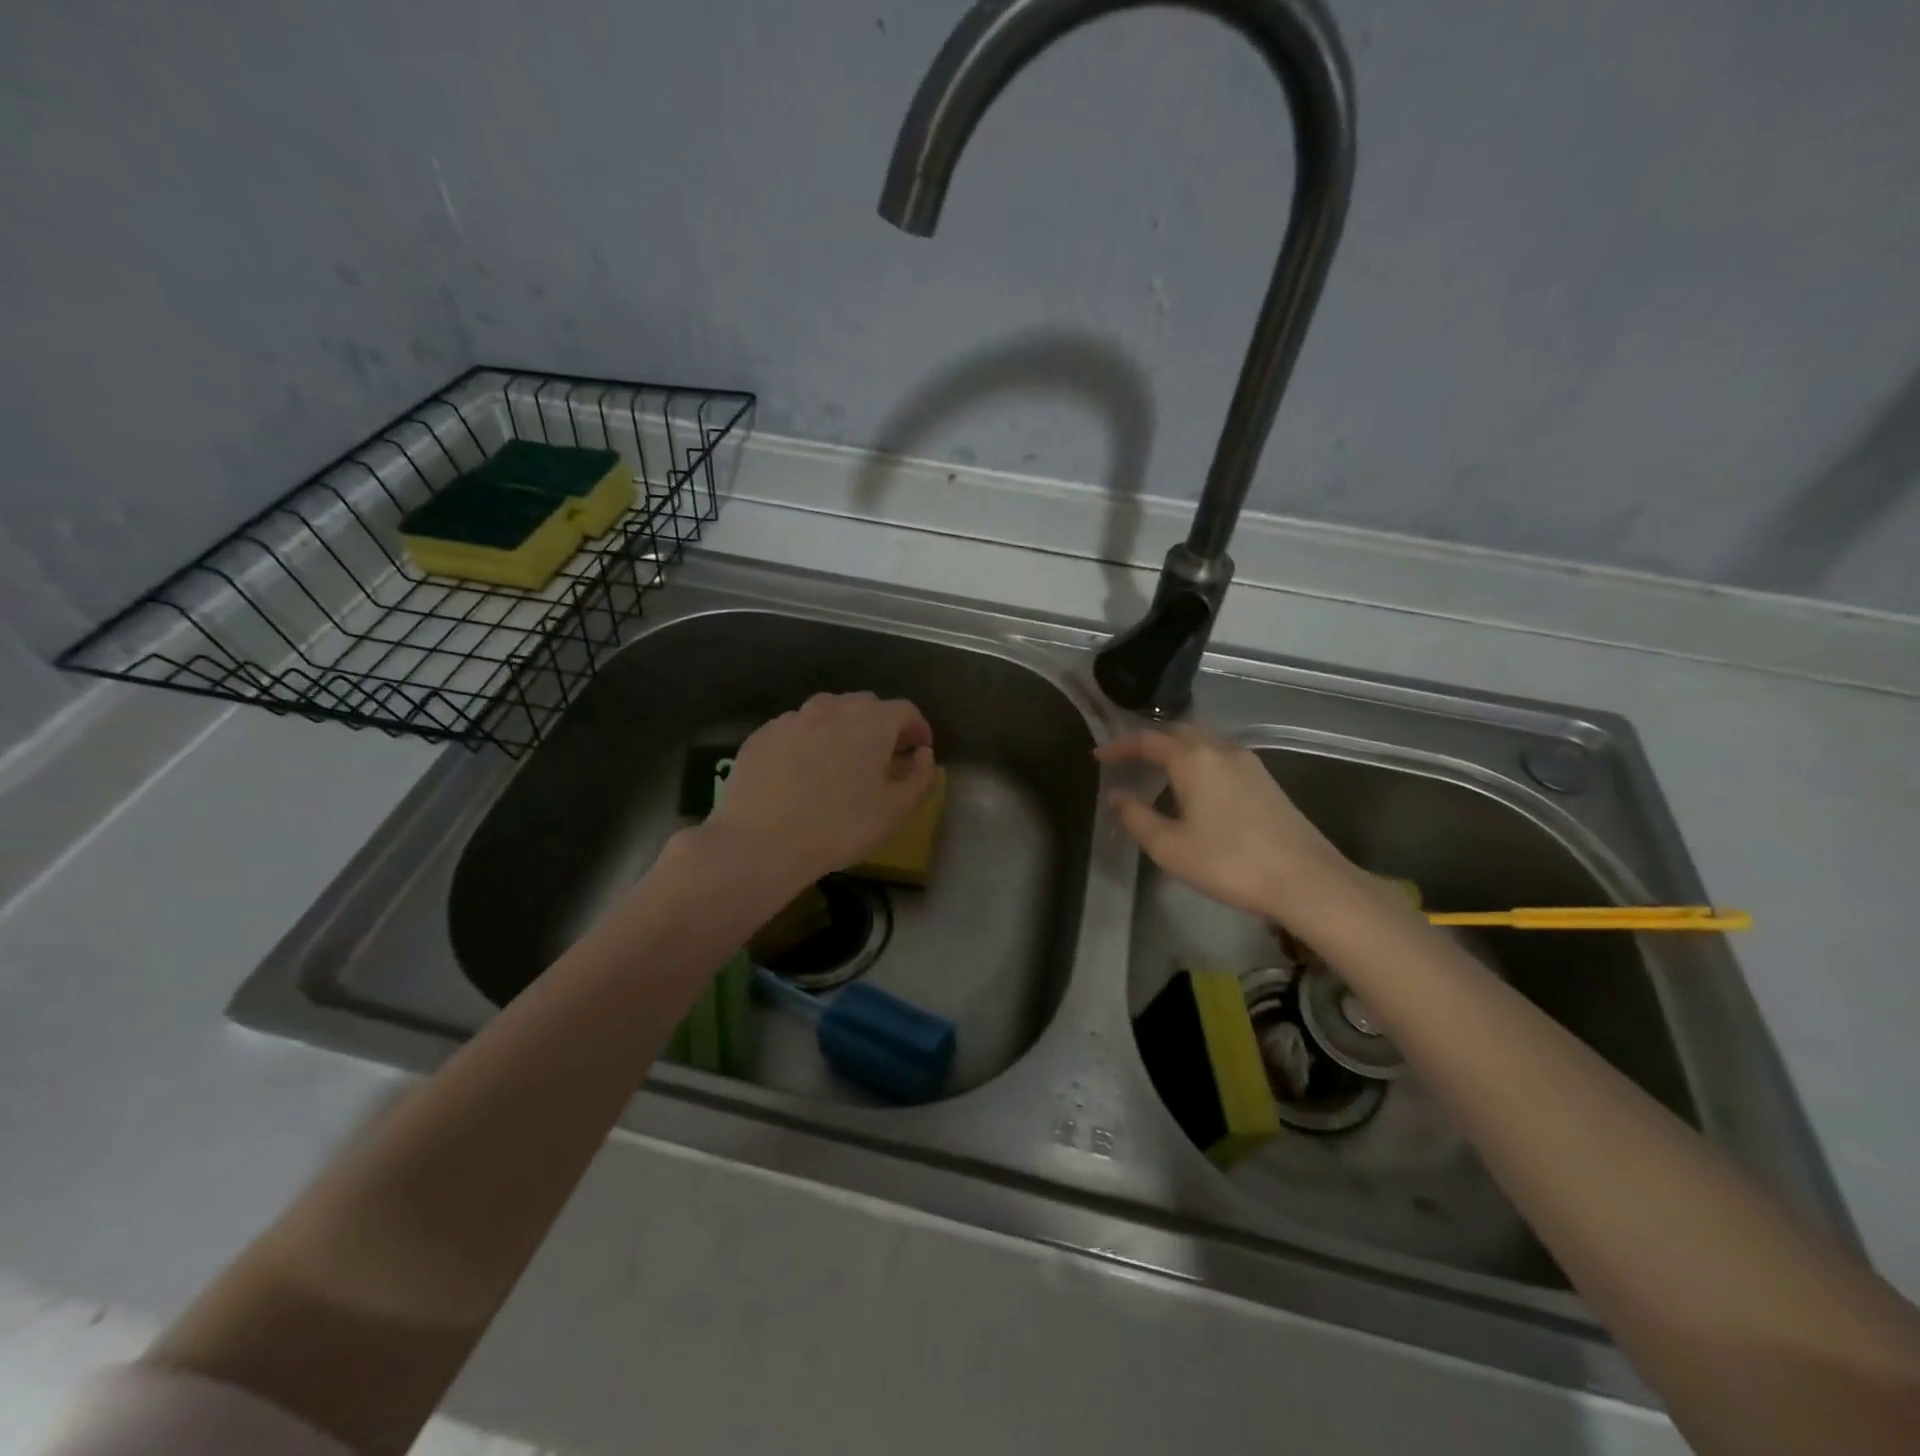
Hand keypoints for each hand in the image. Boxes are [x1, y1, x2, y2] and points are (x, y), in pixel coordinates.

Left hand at [704, 692, 936, 888]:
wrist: (761, 842)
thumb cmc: (840, 827)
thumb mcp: (896, 811)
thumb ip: (919, 777)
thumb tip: (923, 754)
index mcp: (872, 722)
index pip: (905, 710)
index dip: (917, 728)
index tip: (918, 751)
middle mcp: (833, 708)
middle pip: (865, 705)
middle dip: (880, 725)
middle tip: (882, 758)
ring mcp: (793, 718)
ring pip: (827, 713)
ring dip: (841, 730)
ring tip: (839, 763)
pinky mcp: (762, 735)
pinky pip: (795, 729)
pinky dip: (807, 742)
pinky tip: (801, 773)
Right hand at [1096, 724, 1354, 920]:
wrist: (1306, 880)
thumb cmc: (1229, 863)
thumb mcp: (1170, 847)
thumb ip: (1136, 817)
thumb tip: (1117, 795)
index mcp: (1193, 759)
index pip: (1147, 740)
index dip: (1119, 746)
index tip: (1099, 757)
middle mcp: (1221, 750)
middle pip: (1178, 732)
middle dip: (1149, 741)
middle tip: (1127, 759)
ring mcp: (1248, 763)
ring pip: (1203, 742)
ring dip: (1176, 748)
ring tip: (1156, 769)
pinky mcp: (1265, 780)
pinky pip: (1220, 756)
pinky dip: (1197, 760)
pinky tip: (1194, 786)